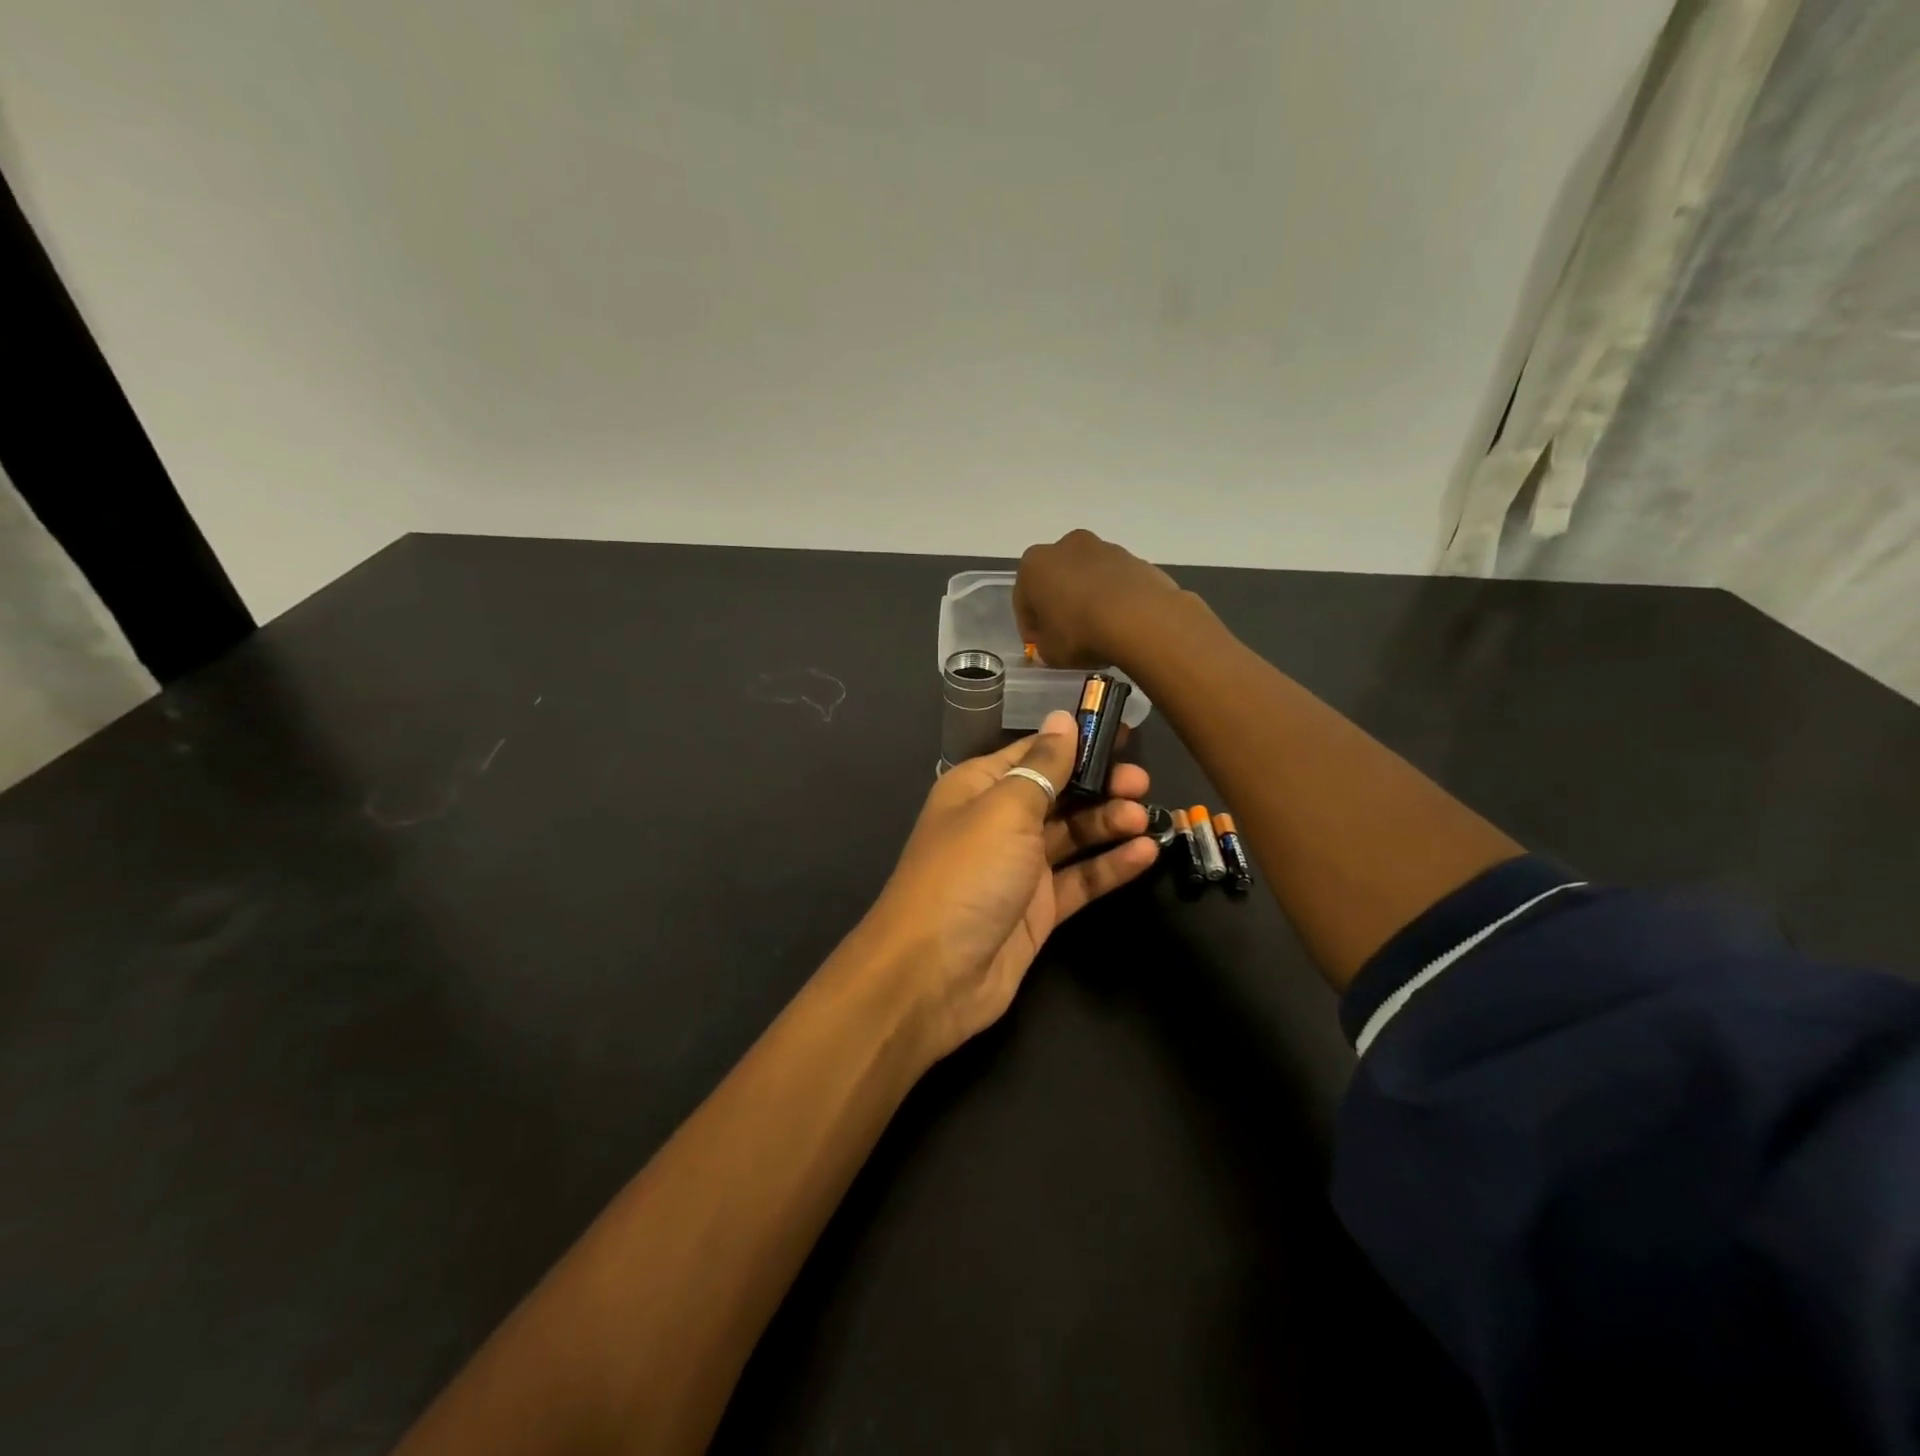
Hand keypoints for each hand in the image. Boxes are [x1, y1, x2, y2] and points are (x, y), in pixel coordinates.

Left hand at [860, 711, 1159, 1062]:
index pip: (1034, 753)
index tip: (1123, 735)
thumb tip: (1063, 719)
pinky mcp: (1038, 910)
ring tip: (1146, 816)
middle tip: (1141, 783)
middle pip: (1058, 793)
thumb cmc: (967, 873)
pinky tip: (1145, 854)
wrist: (933, 974)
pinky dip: (1110, 866)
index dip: (1076, 743)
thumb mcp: (1005, 809)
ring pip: (1073, 836)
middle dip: (1099, 784)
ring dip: (1109, 823)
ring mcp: (1019, 868)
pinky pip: (1080, 879)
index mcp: (980, 787)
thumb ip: (1043, 766)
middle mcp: (999, 823)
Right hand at [1014, 529, 1188, 669]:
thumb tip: (1047, 645)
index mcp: (1034, 564)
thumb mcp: (1050, 652)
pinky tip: (1119, 623)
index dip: (1030, 626)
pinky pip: (1114, 582)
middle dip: (1058, 604)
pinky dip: (1113, 598)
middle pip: (1056, 580)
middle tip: (1066, 635)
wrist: (1139, 618)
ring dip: (1087, 599)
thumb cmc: (1080, 632)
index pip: (1023, 599)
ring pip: (1087, 578)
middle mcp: (1066, 546)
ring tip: (1097, 630)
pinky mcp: (1134, 558)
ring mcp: (1104, 548)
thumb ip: (1042, 647)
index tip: (1039, 646)